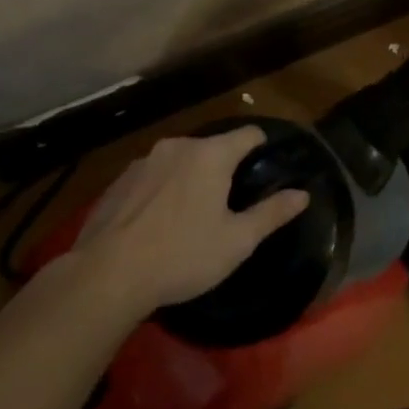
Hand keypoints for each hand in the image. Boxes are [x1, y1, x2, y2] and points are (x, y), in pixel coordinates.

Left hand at [70, 127, 308, 320]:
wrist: (107, 274)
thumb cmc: (183, 256)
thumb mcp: (237, 241)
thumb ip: (272, 213)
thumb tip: (302, 194)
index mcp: (210, 155)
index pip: (248, 134)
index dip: (262, 146)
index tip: (268, 166)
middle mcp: (177, 146)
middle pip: (212, 147)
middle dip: (225, 167)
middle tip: (232, 202)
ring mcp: (143, 161)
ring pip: (180, 161)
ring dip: (191, 178)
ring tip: (193, 214)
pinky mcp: (119, 180)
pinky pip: (153, 176)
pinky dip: (163, 190)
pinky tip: (159, 222)